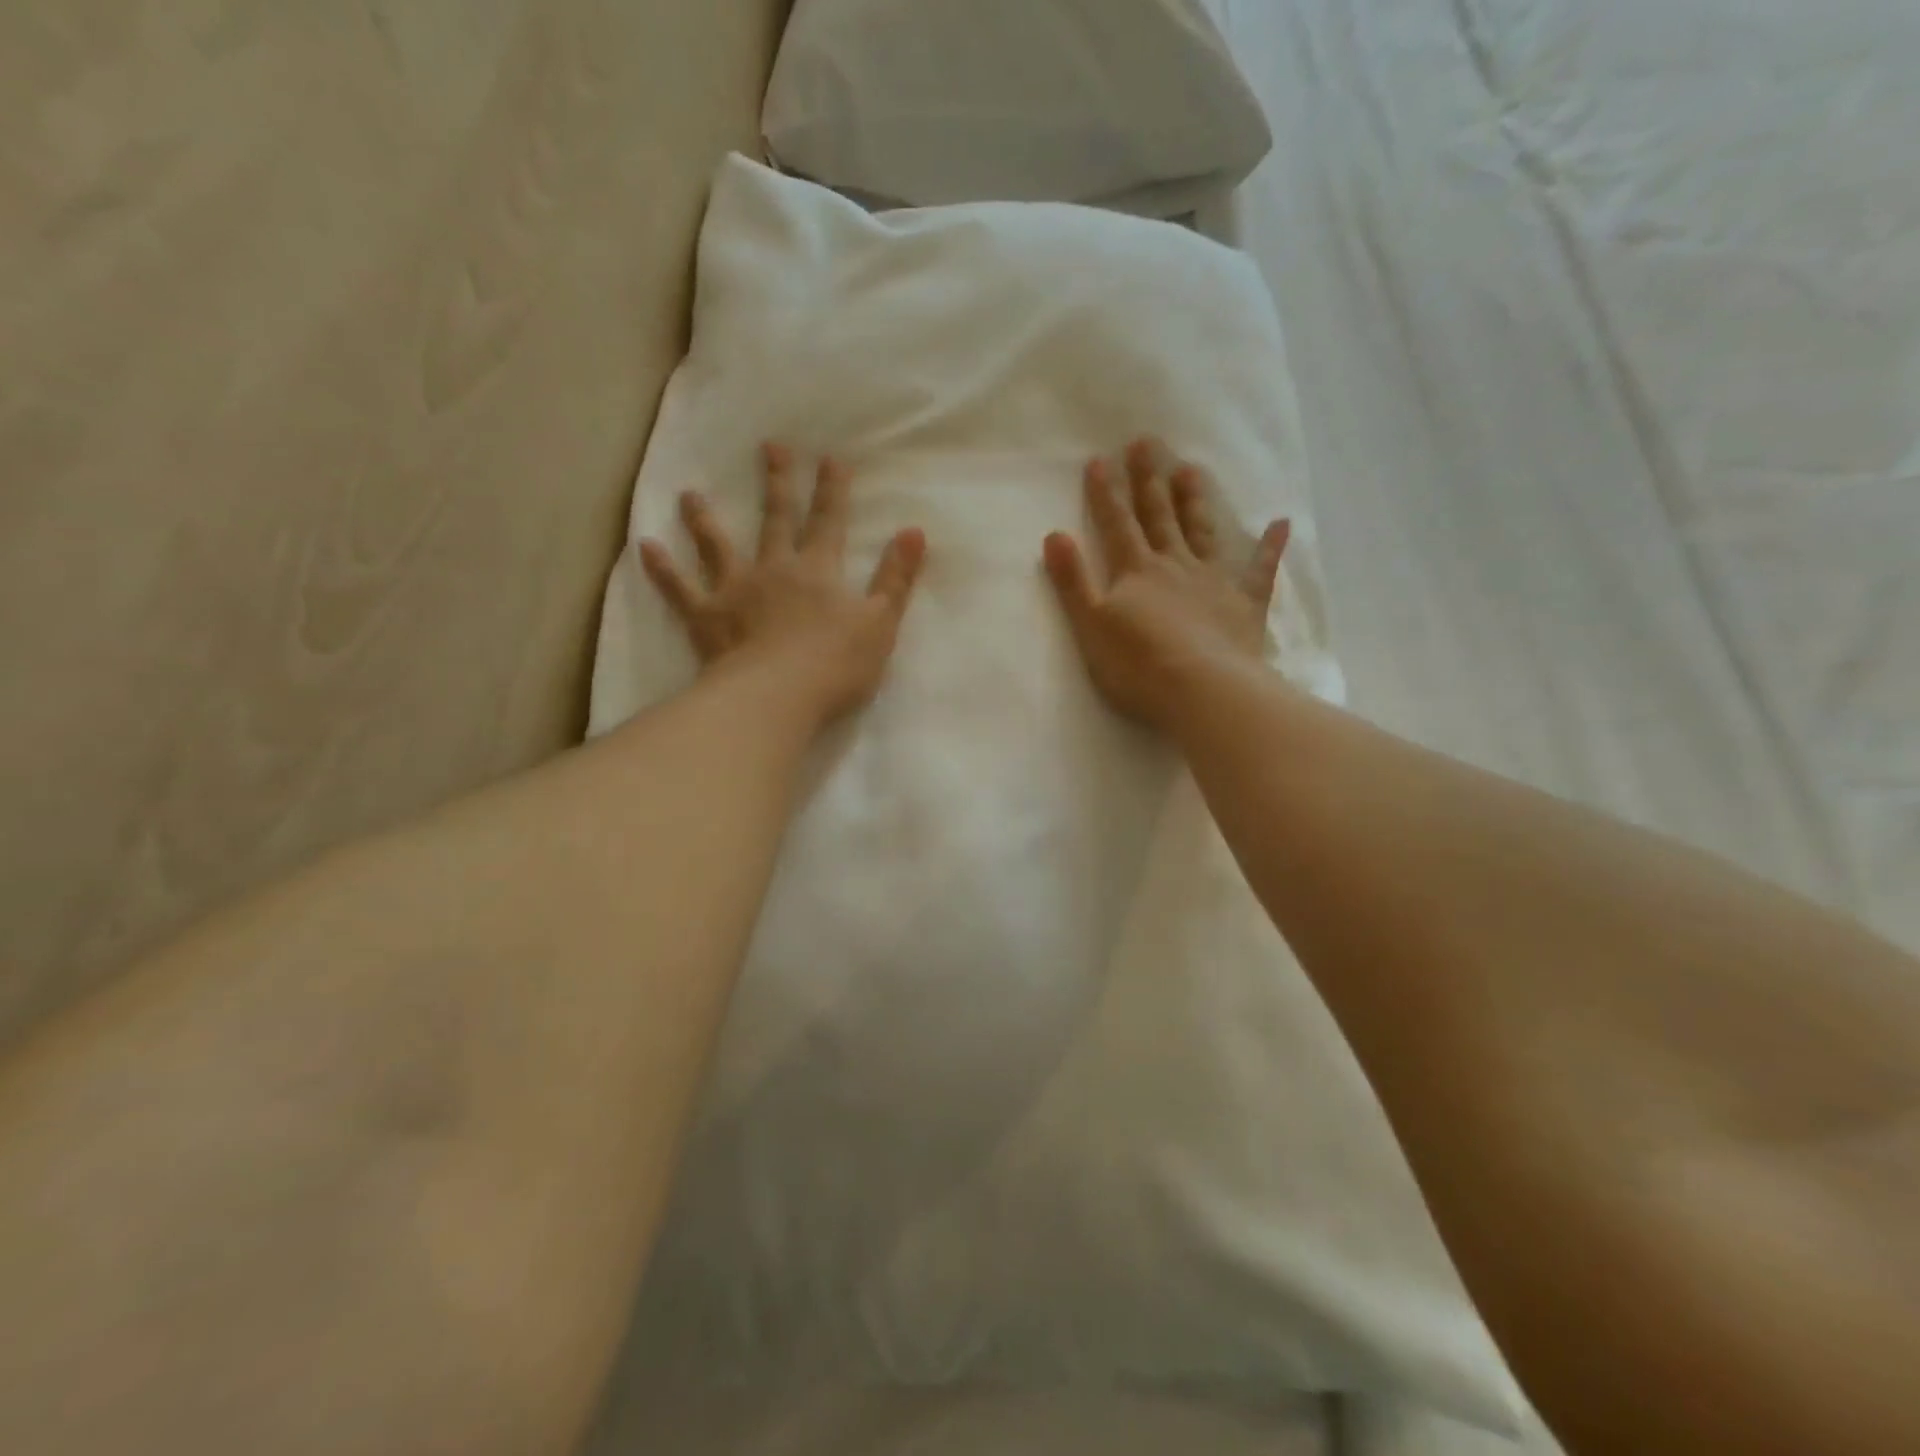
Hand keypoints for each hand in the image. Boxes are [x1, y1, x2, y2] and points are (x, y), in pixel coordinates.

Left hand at [641, 443, 926, 722]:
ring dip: (705, 519)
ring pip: (717, 546)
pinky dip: (662, 569)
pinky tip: (645, 547)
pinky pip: (680, 590)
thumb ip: (896, 578)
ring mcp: (735, 592)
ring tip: (689, 494)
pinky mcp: (706, 619)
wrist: (777, 697)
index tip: (829, 457)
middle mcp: (773, 570)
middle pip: (775, 520)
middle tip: (769, 447)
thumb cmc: (835, 665)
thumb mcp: (880, 623)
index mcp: (817, 571)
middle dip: (775, 483)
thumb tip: (915, 531)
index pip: (828, 522)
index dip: (832, 491)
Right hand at [1043, 438, 1288, 731]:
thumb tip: (1054, 535)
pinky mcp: (1244, 603)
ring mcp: (1213, 581)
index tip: (1101, 459)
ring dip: (1194, 500)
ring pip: (1201, 531)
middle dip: (1149, 480)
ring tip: (1191, 469)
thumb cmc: (1138, 665)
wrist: (1201, 690)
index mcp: (1136, 572)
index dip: (1106, 494)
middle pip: (1159, 517)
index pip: (1117, 525)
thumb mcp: (1090, 626)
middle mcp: (1174, 565)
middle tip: (1147, 442)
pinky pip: (1259, 569)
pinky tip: (1280, 523)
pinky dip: (1269, 546)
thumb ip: (1072, 581)